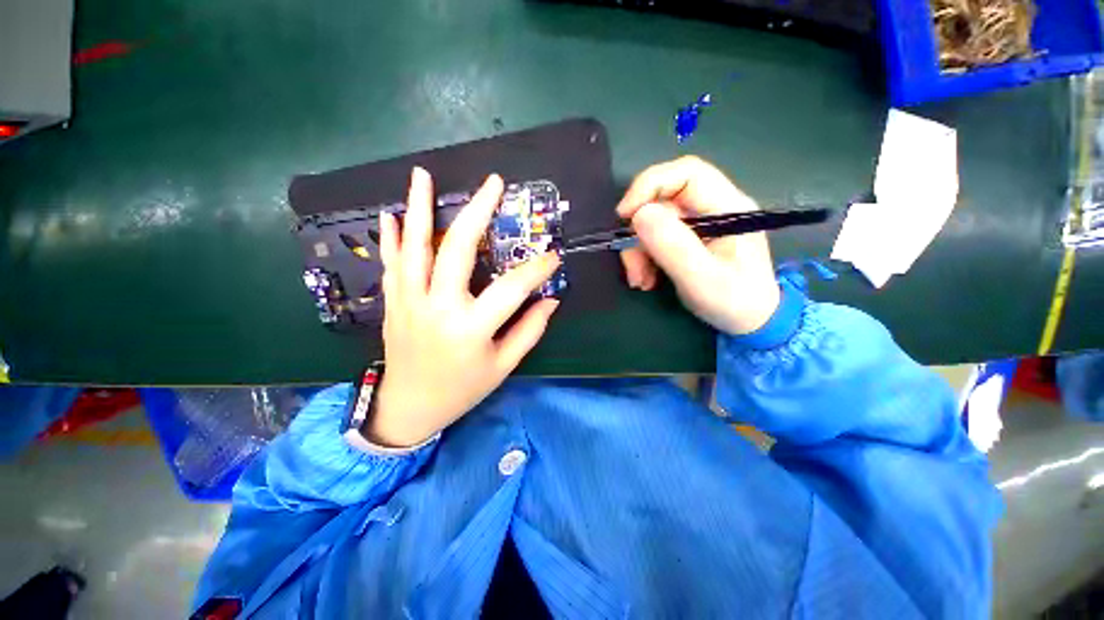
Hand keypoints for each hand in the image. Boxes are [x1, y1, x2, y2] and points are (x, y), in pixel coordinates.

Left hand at [368, 168, 561, 447]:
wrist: (409, 408)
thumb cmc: (462, 389)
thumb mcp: (503, 366)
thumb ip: (529, 331)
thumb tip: (550, 299)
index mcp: (470, 329)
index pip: (511, 288)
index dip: (536, 269)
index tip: (553, 255)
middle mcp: (438, 308)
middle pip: (458, 250)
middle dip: (477, 212)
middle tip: (492, 183)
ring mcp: (410, 302)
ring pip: (415, 248)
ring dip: (419, 209)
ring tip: (422, 175)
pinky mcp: (393, 303)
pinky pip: (391, 264)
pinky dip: (390, 238)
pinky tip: (390, 213)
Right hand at [617, 156, 779, 335]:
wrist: (752, 322)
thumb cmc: (735, 301)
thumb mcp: (702, 278)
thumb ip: (673, 246)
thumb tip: (639, 215)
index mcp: (728, 206)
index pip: (686, 173)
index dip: (650, 185)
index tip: (625, 214)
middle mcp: (712, 208)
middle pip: (663, 201)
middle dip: (639, 233)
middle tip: (633, 265)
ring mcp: (699, 224)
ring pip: (654, 222)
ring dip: (638, 251)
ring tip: (640, 280)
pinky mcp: (689, 239)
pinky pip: (655, 238)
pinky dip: (644, 257)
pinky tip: (646, 279)